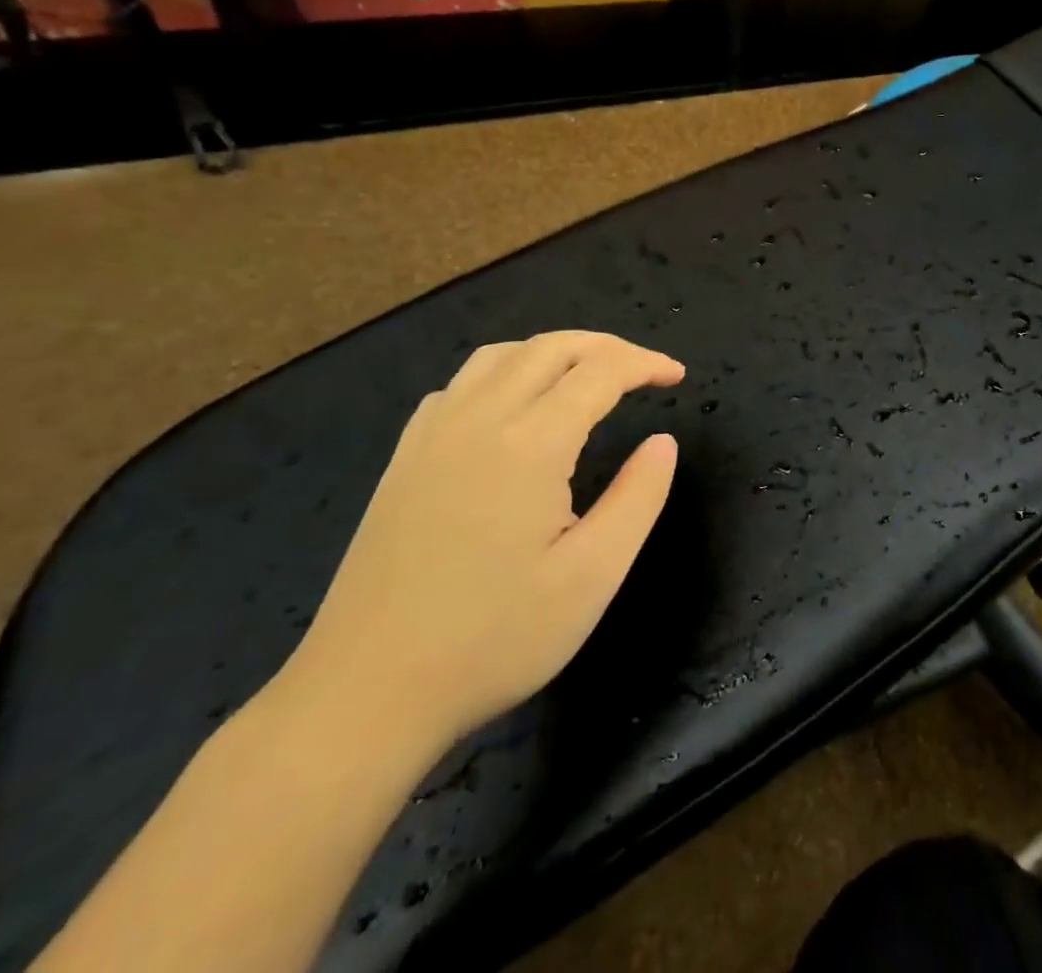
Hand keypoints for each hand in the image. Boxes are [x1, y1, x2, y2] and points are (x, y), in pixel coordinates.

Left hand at [281, 331, 683, 748]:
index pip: (600, 371)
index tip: (676, 376)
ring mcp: (432, 435)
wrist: (364, 694)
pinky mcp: (404, 458)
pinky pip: (460, 384)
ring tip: (586, 378)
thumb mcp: (592, 576)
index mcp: (530, 444)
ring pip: (501, 356)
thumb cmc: (493, 639)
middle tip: (643, 371)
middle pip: (550, 347)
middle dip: (606, 346)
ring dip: (554, 352)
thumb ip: (638, 497)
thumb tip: (662, 442)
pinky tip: (513, 408)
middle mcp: (479, 419)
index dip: (645, 364)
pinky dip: (505, 373)